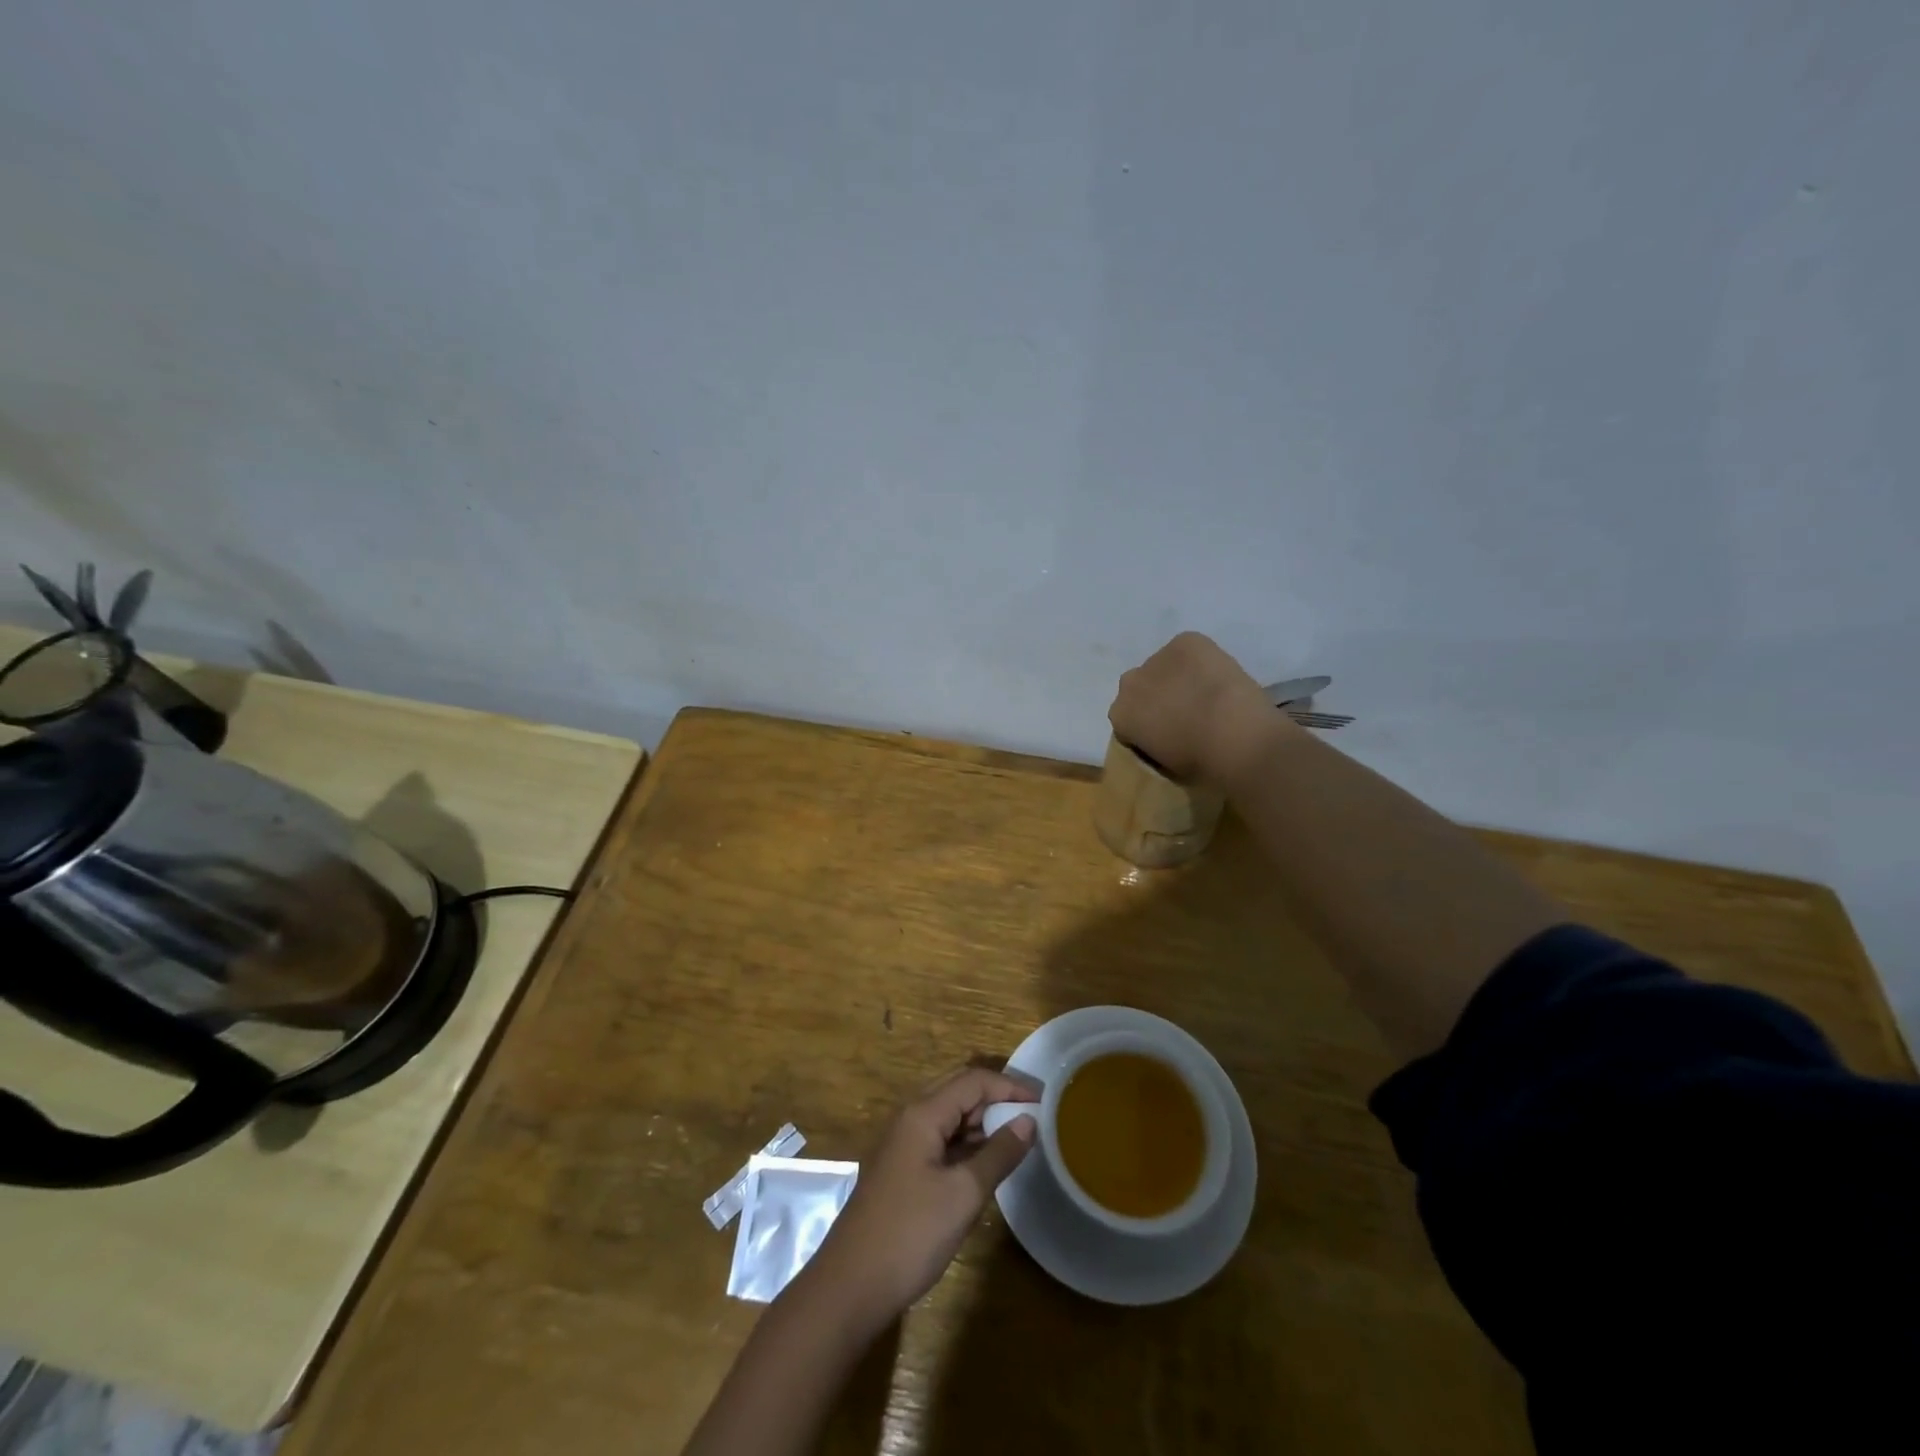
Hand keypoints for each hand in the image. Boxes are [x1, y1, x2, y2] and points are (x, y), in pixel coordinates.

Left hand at [802, 1068, 1036, 1333]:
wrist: (850, 1286)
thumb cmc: (910, 1234)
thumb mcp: (963, 1194)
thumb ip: (998, 1153)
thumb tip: (1028, 1121)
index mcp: (923, 1114)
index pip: (973, 1080)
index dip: (1009, 1086)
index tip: (1043, 1102)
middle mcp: (910, 1118)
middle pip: (958, 1090)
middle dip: (996, 1097)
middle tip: (1031, 1116)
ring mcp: (902, 1144)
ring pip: (948, 1116)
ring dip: (981, 1121)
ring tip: (1016, 1139)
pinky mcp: (901, 1169)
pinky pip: (939, 1139)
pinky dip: (965, 1143)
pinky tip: (985, 1164)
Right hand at [1109, 632, 1280, 783]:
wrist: (1235, 736)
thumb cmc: (1200, 764)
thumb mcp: (1165, 765)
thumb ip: (1154, 745)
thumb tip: (1165, 737)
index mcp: (1119, 716)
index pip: (1127, 717)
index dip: (1148, 725)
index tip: (1168, 736)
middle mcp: (1129, 683)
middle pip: (1141, 687)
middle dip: (1157, 696)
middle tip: (1186, 713)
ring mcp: (1156, 658)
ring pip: (1164, 666)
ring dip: (1178, 677)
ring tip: (1207, 694)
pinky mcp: (1184, 641)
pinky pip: (1188, 649)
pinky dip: (1200, 660)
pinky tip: (1217, 677)